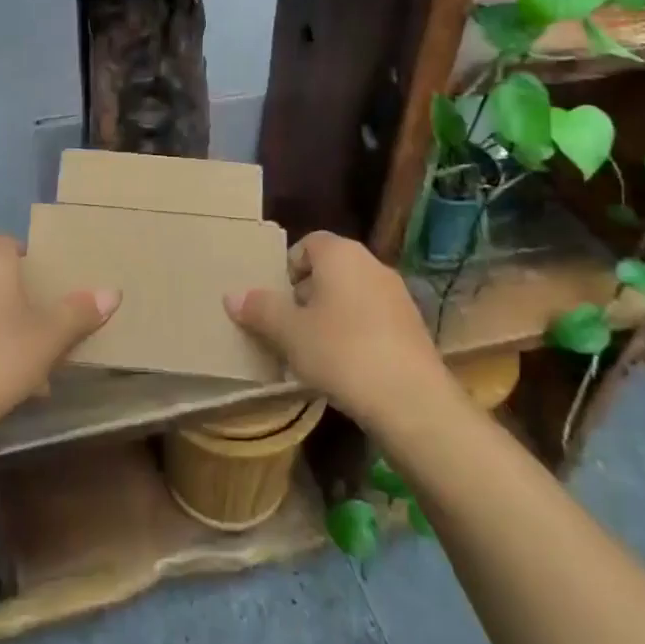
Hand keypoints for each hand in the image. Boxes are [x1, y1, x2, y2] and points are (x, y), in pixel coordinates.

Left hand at [0, 235, 119, 435]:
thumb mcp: (50, 336)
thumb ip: (80, 312)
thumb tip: (113, 292)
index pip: (10, 242)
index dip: (32, 257)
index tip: (54, 280)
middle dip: (25, 296)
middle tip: (51, 318)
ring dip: (8, 325)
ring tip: (36, 356)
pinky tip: (8, 379)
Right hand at [225, 231, 457, 432]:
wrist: (411, 400)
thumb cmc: (341, 352)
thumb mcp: (289, 333)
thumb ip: (260, 310)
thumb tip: (232, 296)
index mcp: (341, 254)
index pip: (308, 243)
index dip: (288, 268)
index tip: (277, 301)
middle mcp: (372, 264)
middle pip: (330, 269)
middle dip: (307, 295)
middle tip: (289, 328)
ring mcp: (397, 295)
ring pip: (352, 295)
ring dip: (331, 316)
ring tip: (314, 352)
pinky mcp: (413, 326)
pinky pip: (373, 319)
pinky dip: (356, 333)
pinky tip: (346, 367)